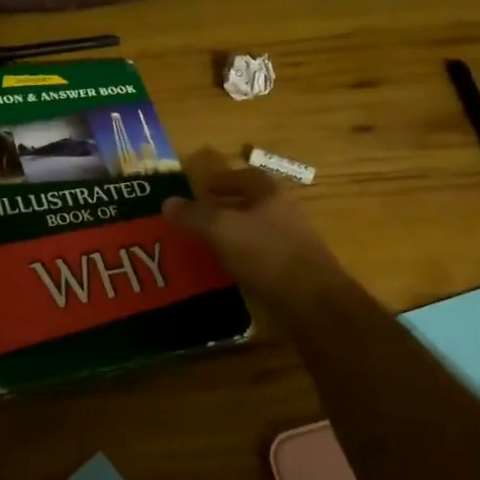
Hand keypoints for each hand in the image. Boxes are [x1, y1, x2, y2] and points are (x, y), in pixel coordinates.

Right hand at [162, 148, 344, 298]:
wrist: (312, 302)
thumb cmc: (266, 254)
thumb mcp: (222, 229)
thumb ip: (195, 215)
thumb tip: (167, 202)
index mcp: (271, 195)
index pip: (246, 177)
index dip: (223, 180)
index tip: (202, 188)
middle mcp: (285, 214)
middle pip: (253, 204)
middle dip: (226, 208)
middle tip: (199, 217)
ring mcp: (292, 244)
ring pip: (257, 231)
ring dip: (234, 234)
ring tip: (207, 244)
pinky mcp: (293, 272)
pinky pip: (261, 257)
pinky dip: (243, 258)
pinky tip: (226, 271)